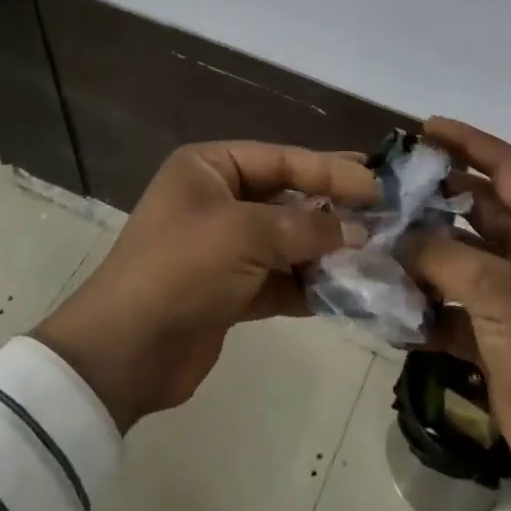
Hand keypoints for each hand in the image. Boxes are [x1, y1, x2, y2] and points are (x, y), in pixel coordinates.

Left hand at [34, 142, 376, 430]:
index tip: (377, 183)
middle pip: (287, 198)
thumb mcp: (247, 234)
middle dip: (332, 208)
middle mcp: (216, 200)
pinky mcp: (230, 290)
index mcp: (210, 168)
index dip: (330, 170)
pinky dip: (309, 284)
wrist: (126, 351)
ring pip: (287, 240)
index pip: (281, 159)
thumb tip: (358, 231)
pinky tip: (349, 289)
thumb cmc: (184, 268)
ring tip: (378, 252)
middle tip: (385, 210)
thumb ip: (307, 228)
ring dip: (326, 249)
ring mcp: (223, 247)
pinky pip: (279, 278)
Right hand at [410, 119, 510, 510]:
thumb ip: (442, 255)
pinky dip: (425, 301)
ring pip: (459, 256)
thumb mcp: (499, 292)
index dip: (468, 141)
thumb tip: (397, 237)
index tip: (425, 127)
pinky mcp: (495, 332)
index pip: (506, 166)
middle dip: (436, 195)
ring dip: (423, 249)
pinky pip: (451, 303)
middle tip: (388, 184)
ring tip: (376, 235)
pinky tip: (387, 299)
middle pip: (477, 207)